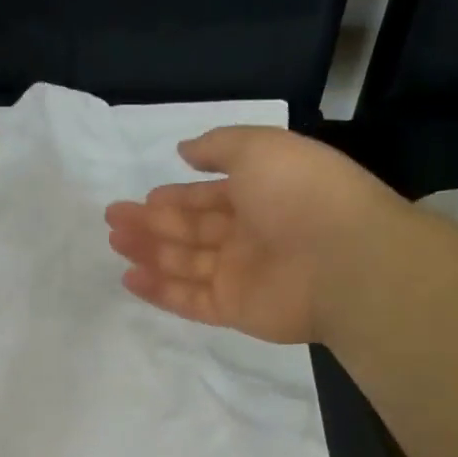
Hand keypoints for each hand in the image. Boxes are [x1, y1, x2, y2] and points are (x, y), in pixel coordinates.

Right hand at [104, 126, 395, 344]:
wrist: (345, 260)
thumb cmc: (301, 194)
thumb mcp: (261, 148)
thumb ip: (218, 147)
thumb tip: (184, 150)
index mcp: (260, 195)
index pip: (208, 198)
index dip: (175, 197)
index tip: (142, 198)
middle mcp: (249, 235)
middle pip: (191, 230)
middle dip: (151, 223)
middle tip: (113, 219)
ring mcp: (241, 275)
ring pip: (185, 264)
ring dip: (149, 252)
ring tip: (114, 242)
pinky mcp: (233, 309)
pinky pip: (189, 300)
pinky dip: (159, 291)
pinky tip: (129, 279)